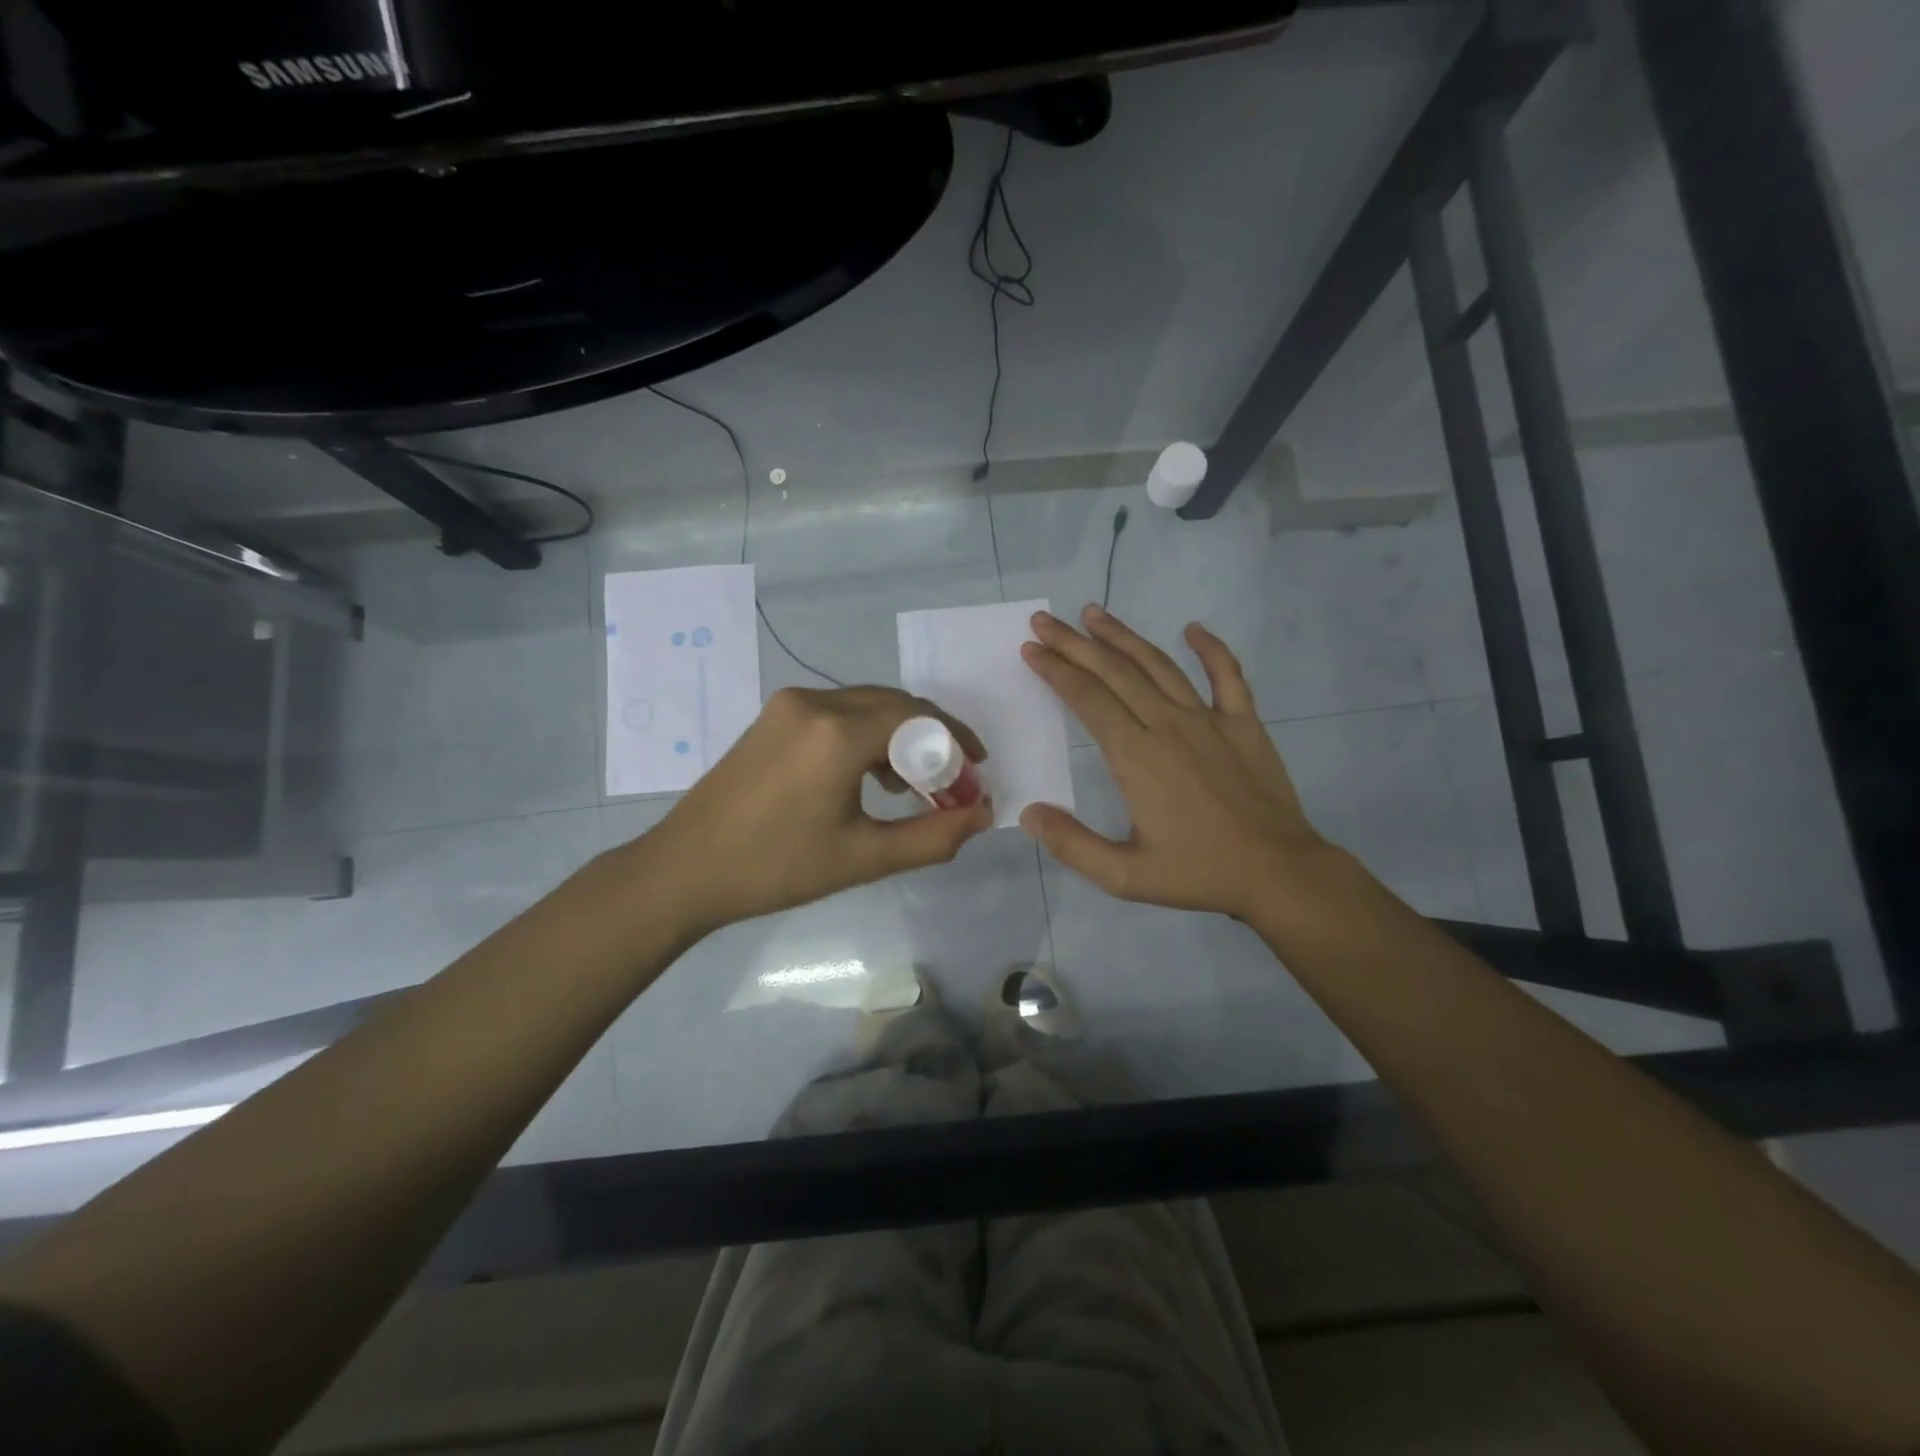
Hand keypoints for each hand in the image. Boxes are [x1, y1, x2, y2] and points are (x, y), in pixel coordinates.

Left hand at [627, 685, 992, 936]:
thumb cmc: (776, 868)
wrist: (686, 869)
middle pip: (895, 704)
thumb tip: (983, 814)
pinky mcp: (774, 716)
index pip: (919, 718)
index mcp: (838, 733)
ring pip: (867, 705)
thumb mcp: (864, 858)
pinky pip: (838, 712)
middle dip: (931, 739)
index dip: (956, 742)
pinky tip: (869, 775)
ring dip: (899, 736)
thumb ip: (933, 836)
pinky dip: (866, 734)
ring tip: (911, 786)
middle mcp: (815, 702)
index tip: (976, 773)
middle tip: (949, 783)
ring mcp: (789, 705)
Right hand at [1018, 605, 1339, 920]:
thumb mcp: (1125, 875)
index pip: (1087, 700)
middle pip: (1115, 672)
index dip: (1056, 671)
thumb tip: (1029, 814)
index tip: (1031, 650)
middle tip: (1045, 621)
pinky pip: (1228, 675)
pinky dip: (1211, 649)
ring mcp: (1210, 719)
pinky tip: (1193, 629)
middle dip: (1075, 644)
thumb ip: (1073, 845)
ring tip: (1094, 613)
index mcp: (1136, 756)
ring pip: (1159, 665)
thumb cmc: (1199, 873)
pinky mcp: (1244, 723)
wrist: (1278, 872)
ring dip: (1123, 637)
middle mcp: (1168, 725)